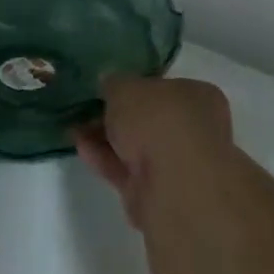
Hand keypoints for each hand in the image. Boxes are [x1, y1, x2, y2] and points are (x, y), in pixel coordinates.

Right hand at [73, 76, 232, 230]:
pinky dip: (105, 158)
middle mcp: (195, 128)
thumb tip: (110, 83)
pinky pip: (128, 169)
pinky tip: (80, 147)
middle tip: (87, 108)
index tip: (107, 88)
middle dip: (117, 115)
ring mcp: (178, 163)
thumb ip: (115, 83)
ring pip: (137, 145)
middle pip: (149, 118)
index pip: (164, 86)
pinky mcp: (158, 191)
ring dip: (107, 136)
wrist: (173, 186)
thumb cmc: (158, 121)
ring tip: (74, 127)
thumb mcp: (126, 88)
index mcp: (199, 96)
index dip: (135, 86)